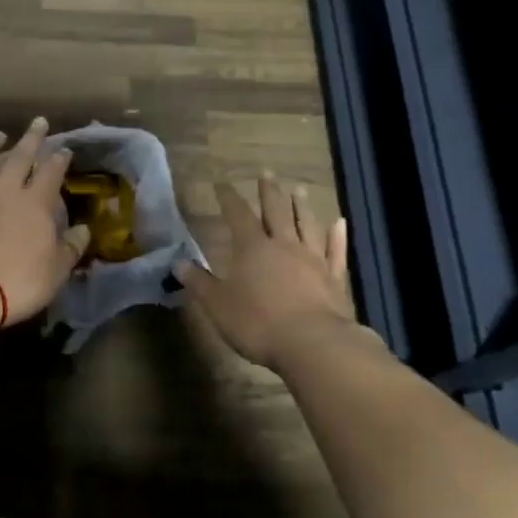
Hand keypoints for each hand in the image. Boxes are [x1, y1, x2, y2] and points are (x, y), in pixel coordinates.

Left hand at [0, 118, 90, 323]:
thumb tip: (83, 231)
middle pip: (19, 158)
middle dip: (31, 139)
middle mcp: (4, 193)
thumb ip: (71, 247)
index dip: (59, 159)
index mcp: (35, 203)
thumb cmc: (20, 280)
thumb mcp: (57, 269)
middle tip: (38, 122)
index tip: (65, 149)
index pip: (51, 172)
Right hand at [178, 175, 355, 369]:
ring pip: (307, 225)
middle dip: (269, 192)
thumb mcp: (218, 305)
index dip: (229, 198)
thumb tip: (177, 264)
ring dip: (302, 206)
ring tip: (299, 189)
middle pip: (276, 211)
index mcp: (252, 249)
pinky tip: (340, 223)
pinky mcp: (334, 278)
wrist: (313, 344)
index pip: (238, 215)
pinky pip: (336, 251)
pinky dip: (337, 236)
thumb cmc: (258, 323)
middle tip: (267, 172)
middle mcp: (284, 245)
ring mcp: (313, 260)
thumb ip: (199, 283)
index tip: (222, 183)